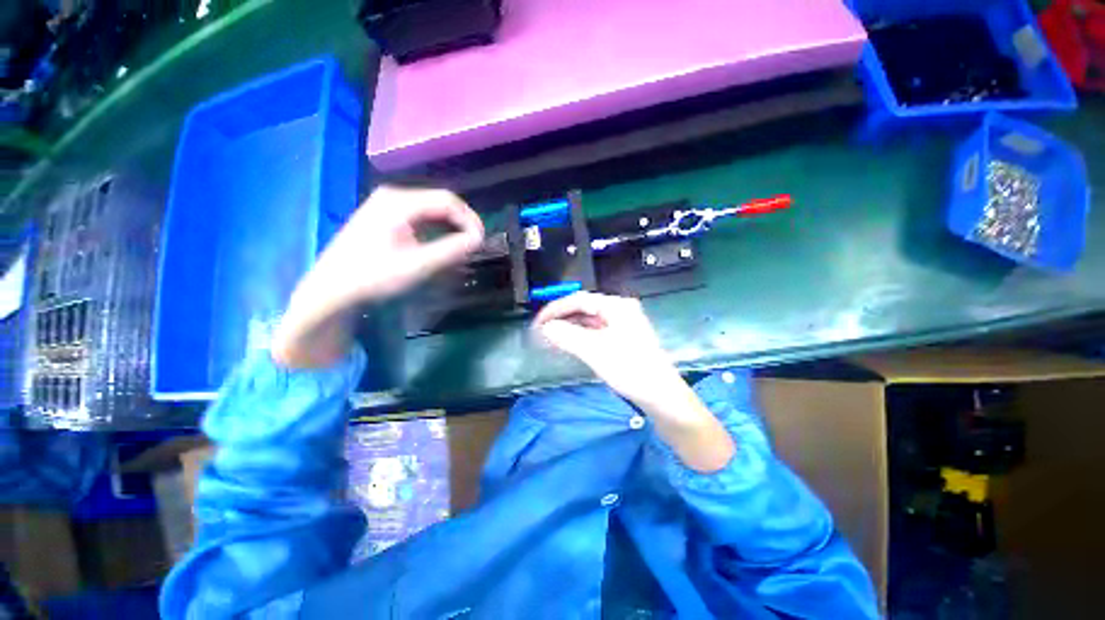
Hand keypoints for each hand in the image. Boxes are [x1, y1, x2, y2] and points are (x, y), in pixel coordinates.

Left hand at [272, 186, 483, 367]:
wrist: (332, 290)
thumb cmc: (374, 276)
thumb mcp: (418, 265)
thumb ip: (452, 250)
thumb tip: (478, 239)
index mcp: (400, 202)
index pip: (448, 201)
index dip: (470, 220)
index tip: (482, 241)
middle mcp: (394, 196)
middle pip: (440, 202)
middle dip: (462, 222)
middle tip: (475, 245)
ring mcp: (386, 205)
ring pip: (431, 210)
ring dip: (451, 226)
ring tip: (462, 246)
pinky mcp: (384, 217)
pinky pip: (420, 217)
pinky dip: (436, 229)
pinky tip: (441, 244)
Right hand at [533, 292, 681, 407]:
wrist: (662, 397)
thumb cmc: (630, 369)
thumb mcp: (595, 351)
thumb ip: (567, 336)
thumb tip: (545, 328)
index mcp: (617, 306)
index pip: (579, 299)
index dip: (556, 309)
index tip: (538, 322)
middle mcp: (620, 310)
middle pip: (584, 308)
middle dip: (562, 318)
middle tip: (542, 331)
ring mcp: (623, 325)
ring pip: (590, 321)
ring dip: (570, 327)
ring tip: (551, 338)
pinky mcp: (624, 340)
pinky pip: (596, 332)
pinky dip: (581, 336)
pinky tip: (570, 344)